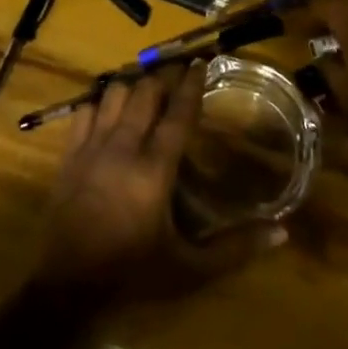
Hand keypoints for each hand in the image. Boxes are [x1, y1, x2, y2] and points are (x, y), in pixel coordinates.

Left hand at [32, 61, 284, 303]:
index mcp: (155, 169)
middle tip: (179, 73)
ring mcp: (93, 145)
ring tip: (148, 87)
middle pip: (146, 92)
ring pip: (115, 93)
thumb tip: (281, 234)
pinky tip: (111, 106)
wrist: (66, 285)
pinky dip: (101, 101)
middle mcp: (124, 146)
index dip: (191, 85)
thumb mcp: (189, 269)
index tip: (202, 63)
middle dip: (164, 77)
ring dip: (134, 85)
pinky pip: (86, 109)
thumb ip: (234, 249)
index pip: (178, 113)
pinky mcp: (70, 152)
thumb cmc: (132, 273)